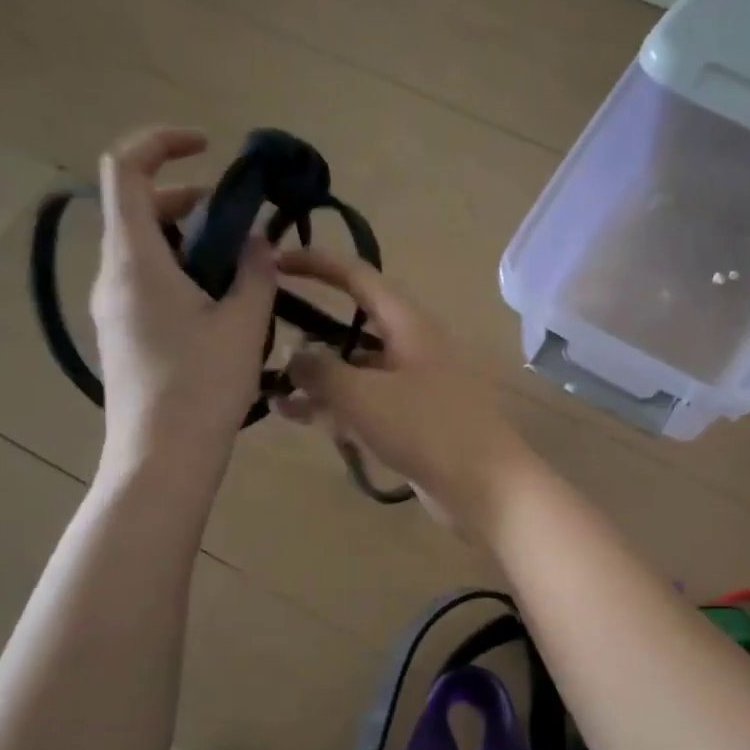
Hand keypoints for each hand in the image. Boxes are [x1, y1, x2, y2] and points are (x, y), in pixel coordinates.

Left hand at [90, 127, 275, 476]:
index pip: (126, 170)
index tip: (209, 148)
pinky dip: (183, 273)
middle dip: (191, 199)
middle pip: (139, 208)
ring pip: (146, 248)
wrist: (162, 458)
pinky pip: (147, 282)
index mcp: (135, 259)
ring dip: (192, 241)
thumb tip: (256, 242)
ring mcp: (113, 307)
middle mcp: (113, 274)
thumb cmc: (202, 387)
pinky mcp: (122, 334)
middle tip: (243, 224)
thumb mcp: (242, 324)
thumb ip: (254, 272)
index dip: (162, 142)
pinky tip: (222, 306)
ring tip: (242, 270)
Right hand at [276, 248, 530, 532]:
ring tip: (272, 391)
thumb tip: (296, 354)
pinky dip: (336, 406)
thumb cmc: (426, 429)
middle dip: (310, 331)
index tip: (275, 261)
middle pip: (354, 326)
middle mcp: (412, 347)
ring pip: (356, 370)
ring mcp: (414, 385)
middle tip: (263, 339)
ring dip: (317, 378)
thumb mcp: (363, 396)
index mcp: (408, 324)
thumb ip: (321, 370)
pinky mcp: (413, 420)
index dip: (316, 264)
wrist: (485, 487)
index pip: (358, 277)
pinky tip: (298, 417)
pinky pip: (367, 403)